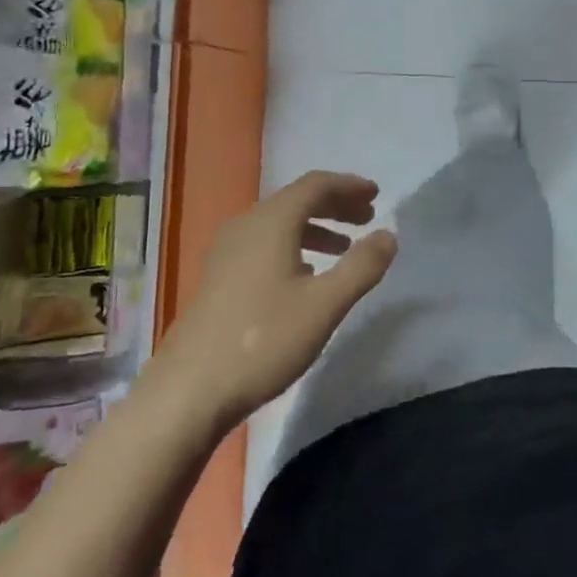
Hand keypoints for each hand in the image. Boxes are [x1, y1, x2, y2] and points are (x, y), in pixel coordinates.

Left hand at [161, 171, 397, 427]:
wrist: (188, 391)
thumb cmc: (263, 340)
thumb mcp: (325, 304)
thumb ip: (362, 266)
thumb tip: (388, 235)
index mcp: (272, 222)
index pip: (316, 185)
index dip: (348, 186)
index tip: (376, 195)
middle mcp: (246, 226)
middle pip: (296, 200)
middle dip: (335, 206)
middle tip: (367, 218)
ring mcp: (226, 252)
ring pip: (279, 224)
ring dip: (315, 228)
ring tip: (344, 248)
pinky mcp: (218, 277)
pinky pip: (264, 244)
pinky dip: (293, 246)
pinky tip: (305, 275)